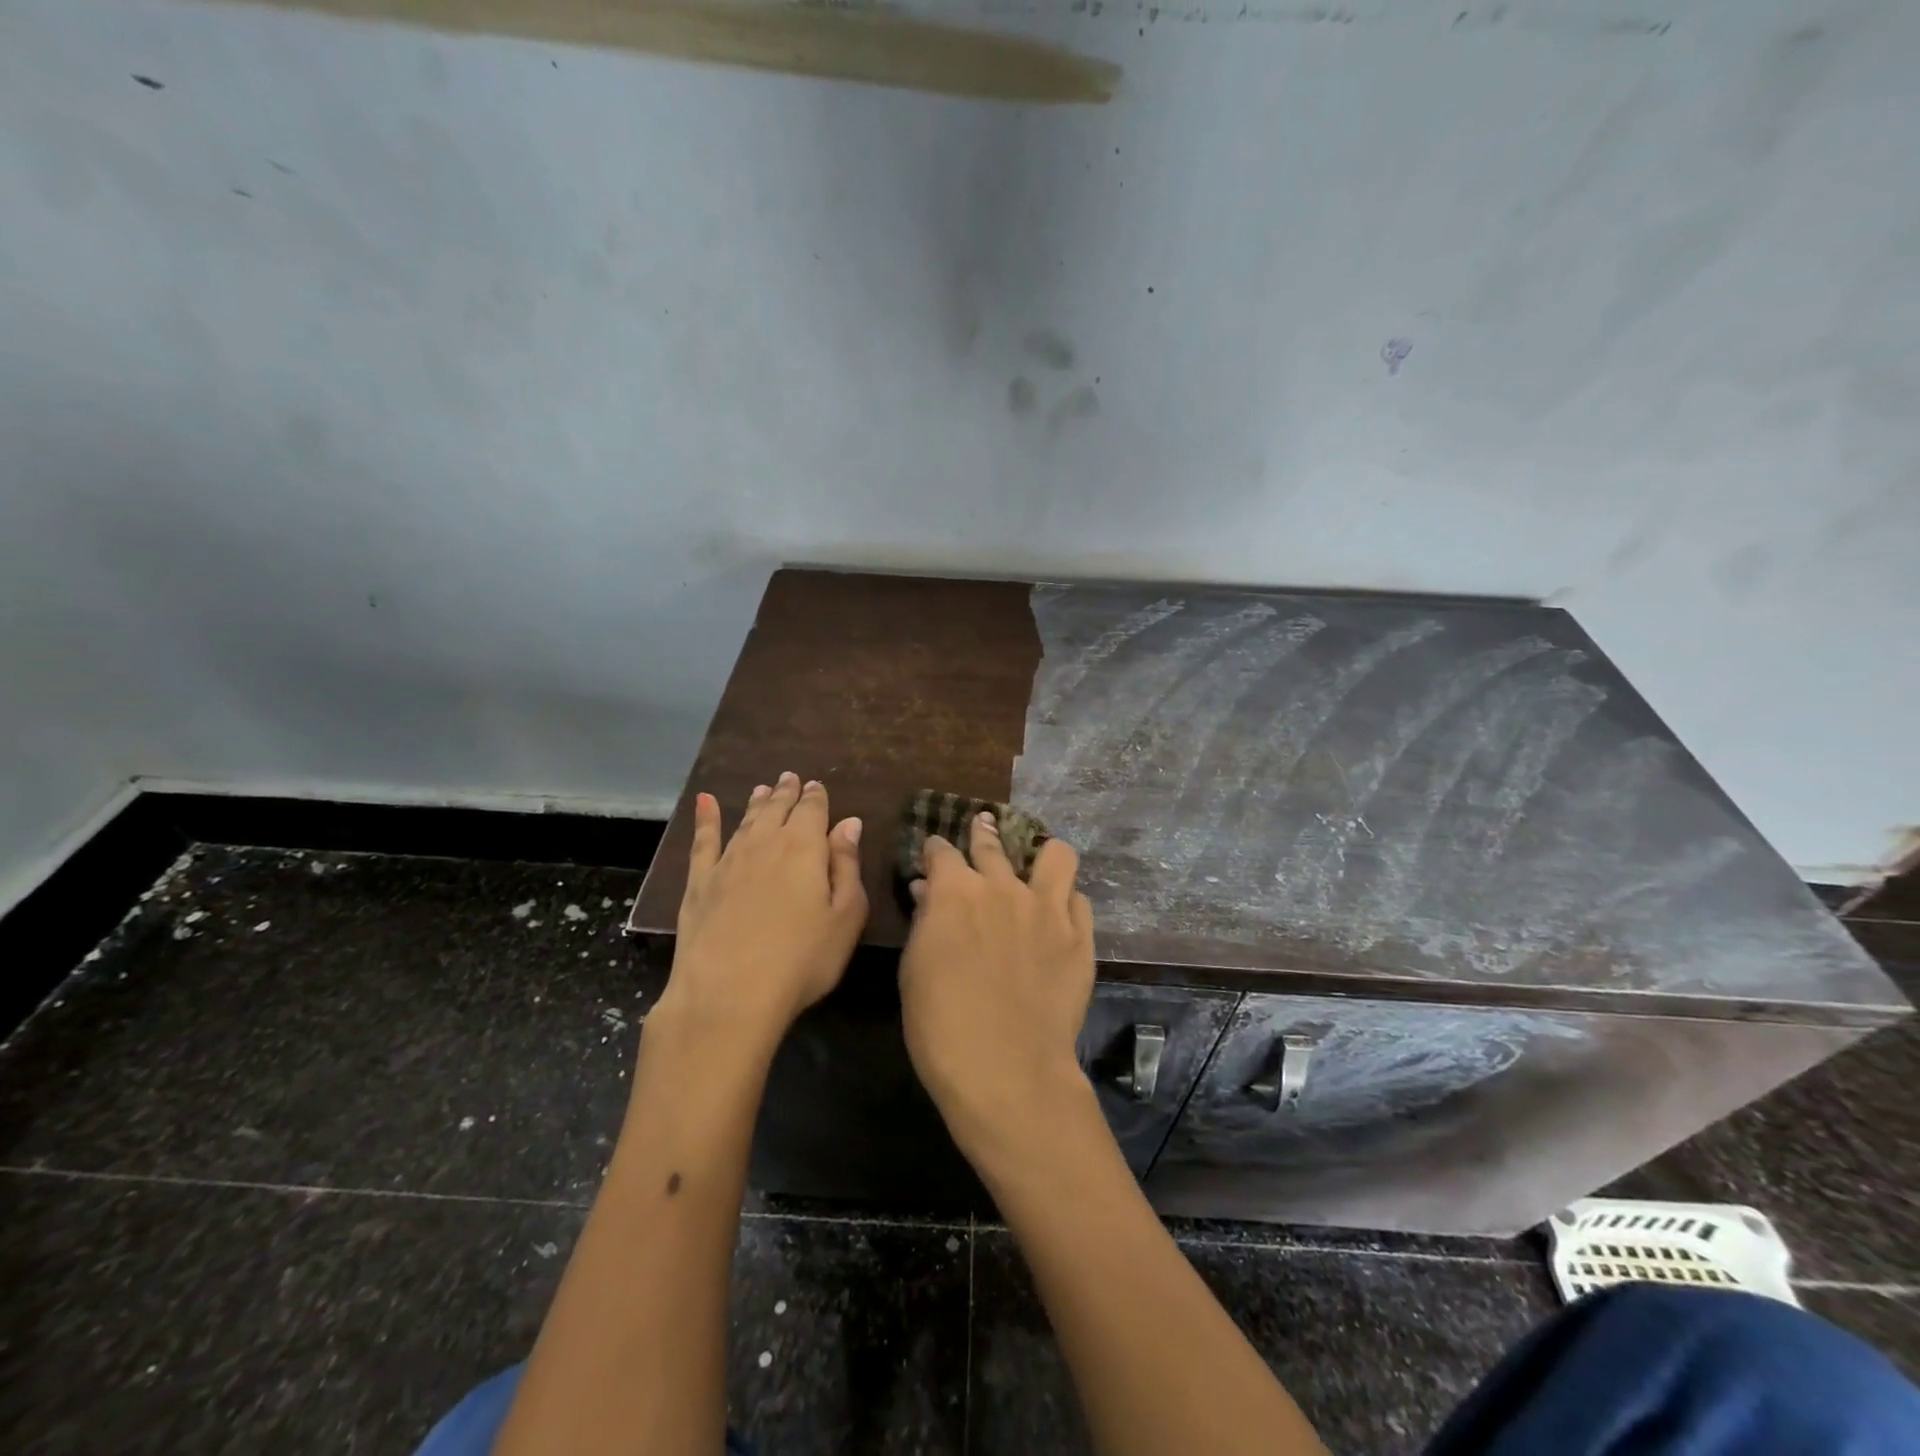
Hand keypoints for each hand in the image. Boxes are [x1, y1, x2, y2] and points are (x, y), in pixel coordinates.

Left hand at [663, 773, 867, 1052]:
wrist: (728, 994)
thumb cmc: (801, 959)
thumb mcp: (845, 917)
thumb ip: (847, 865)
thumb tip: (849, 823)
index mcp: (805, 848)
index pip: (813, 811)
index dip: (816, 797)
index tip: (817, 785)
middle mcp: (766, 843)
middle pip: (778, 809)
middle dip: (786, 793)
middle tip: (790, 778)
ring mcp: (728, 861)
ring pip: (746, 820)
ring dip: (756, 802)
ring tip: (762, 789)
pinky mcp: (699, 882)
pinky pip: (703, 840)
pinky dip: (705, 818)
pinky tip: (704, 802)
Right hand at [899, 812, 1095, 1164]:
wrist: (1006, 1069)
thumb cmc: (941, 1024)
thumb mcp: (914, 970)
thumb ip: (925, 921)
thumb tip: (928, 891)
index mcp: (956, 891)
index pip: (941, 851)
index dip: (934, 851)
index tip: (932, 857)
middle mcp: (1003, 886)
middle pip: (992, 843)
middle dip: (983, 833)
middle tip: (982, 830)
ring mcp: (1048, 909)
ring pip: (1056, 855)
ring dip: (1041, 855)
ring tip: (1036, 865)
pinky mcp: (1080, 936)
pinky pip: (1079, 899)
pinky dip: (1065, 900)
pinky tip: (1057, 914)